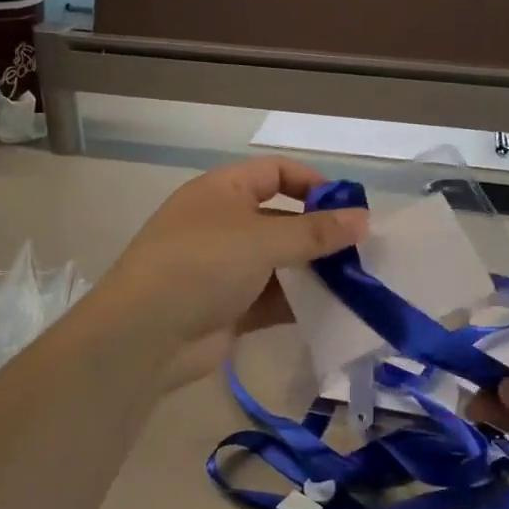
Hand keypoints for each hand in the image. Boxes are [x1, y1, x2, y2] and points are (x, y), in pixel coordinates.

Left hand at [87, 158, 366, 392]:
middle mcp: (224, 224)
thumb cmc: (201, 265)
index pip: (276, 172)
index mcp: (223, 190)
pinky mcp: (230, 308)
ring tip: (358, 284)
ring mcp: (226, 268)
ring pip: (280, 263)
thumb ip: (315, 232)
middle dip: (320, 234)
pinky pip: (273, 299)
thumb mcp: (261, 240)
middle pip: (282, 219)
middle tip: (363, 251)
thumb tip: (364, 218)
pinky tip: (333, 312)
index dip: (313, 184)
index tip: (350, 208)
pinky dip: (299, 303)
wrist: (144, 336)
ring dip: (314, 272)